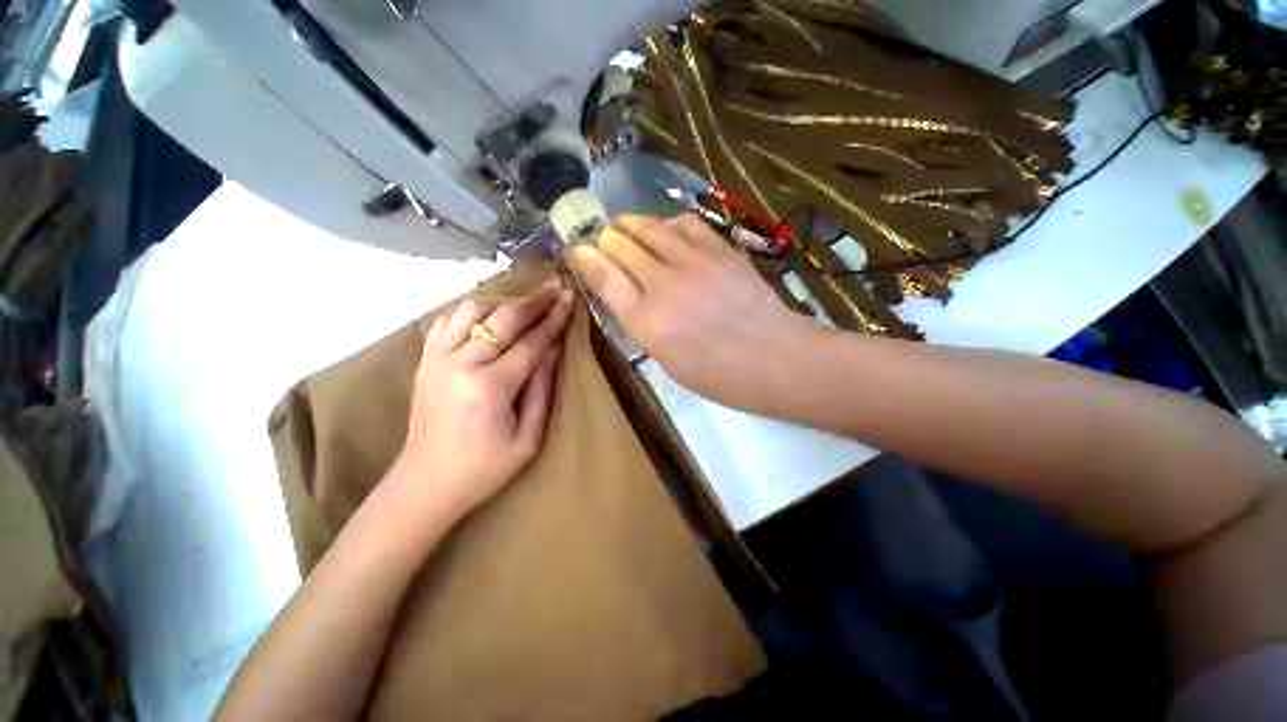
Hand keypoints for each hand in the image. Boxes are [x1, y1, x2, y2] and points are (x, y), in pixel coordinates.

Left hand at [396, 279, 573, 517]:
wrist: (425, 483)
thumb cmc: (485, 468)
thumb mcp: (528, 438)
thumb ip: (542, 389)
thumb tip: (553, 349)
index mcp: (491, 388)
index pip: (531, 342)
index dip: (554, 319)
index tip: (569, 298)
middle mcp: (460, 365)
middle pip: (503, 318)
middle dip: (533, 300)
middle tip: (554, 287)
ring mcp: (436, 359)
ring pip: (471, 309)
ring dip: (502, 301)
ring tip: (523, 304)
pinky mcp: (424, 360)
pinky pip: (447, 320)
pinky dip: (471, 311)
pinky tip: (488, 315)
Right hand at [566, 214, 813, 409]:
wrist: (774, 359)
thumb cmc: (719, 376)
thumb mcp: (669, 363)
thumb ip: (644, 327)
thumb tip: (632, 299)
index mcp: (647, 322)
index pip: (604, 277)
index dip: (585, 258)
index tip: (576, 250)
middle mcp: (663, 285)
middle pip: (623, 246)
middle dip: (604, 238)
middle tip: (600, 236)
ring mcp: (694, 263)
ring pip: (651, 228)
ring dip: (631, 223)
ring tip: (625, 225)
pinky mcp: (720, 251)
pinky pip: (686, 224)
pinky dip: (668, 222)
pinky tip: (666, 229)